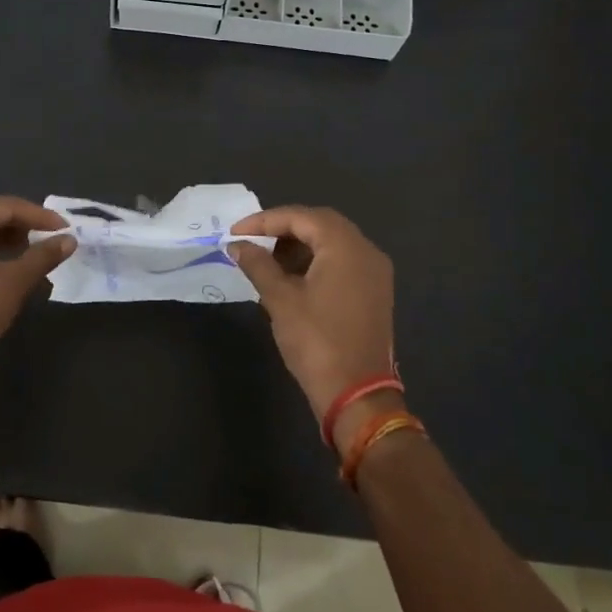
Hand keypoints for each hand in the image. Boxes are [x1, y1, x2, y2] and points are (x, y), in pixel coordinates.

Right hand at [229, 207, 395, 433]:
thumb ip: (258, 265)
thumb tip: (237, 246)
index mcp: (346, 246)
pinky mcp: (375, 293)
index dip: (264, 220)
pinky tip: (293, 278)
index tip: (235, 233)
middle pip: (321, 224)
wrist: (357, 394)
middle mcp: (367, 251)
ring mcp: (375, 273)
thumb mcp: (280, 299)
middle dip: (283, 229)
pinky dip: (316, 262)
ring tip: (268, 261)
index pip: (302, 217)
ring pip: (333, 243)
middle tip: (252, 242)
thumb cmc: (316, 341)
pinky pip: (343, 262)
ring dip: (300, 245)